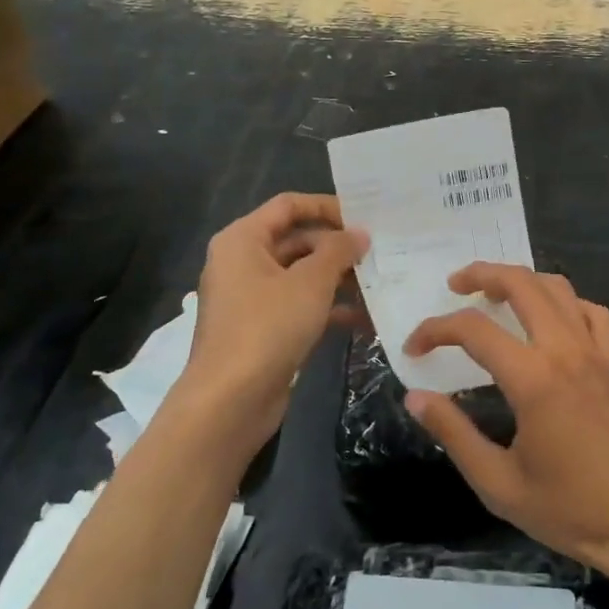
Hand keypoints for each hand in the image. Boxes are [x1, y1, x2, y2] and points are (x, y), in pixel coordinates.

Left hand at [181, 193, 367, 457]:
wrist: (229, 403)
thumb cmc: (267, 328)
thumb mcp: (310, 283)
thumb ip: (338, 251)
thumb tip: (359, 233)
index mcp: (243, 240)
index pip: (288, 205)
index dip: (326, 206)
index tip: (364, 217)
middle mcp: (243, 262)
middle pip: (297, 240)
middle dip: (338, 248)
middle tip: (379, 254)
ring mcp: (251, 298)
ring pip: (301, 276)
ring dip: (338, 279)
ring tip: (378, 285)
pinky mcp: (262, 329)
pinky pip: (299, 306)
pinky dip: (327, 308)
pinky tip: (363, 318)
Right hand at [403, 264, 608, 599]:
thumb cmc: (569, 511)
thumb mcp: (499, 483)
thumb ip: (454, 434)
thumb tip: (415, 398)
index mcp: (533, 379)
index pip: (474, 330)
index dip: (436, 330)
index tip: (414, 347)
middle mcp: (565, 350)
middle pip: (521, 284)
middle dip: (482, 274)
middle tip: (455, 284)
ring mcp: (595, 352)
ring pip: (557, 288)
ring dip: (522, 280)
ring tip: (495, 293)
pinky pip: (590, 311)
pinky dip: (564, 301)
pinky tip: (550, 318)